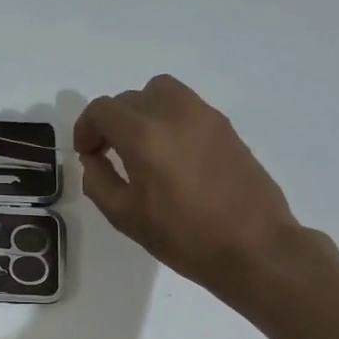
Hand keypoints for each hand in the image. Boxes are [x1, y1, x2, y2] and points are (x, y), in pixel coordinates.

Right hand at [74, 75, 307, 303]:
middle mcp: (174, 114)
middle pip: (130, 98)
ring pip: (161, 91)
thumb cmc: (182, 237)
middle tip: (108, 152)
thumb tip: (94, 158)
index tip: (87, 153)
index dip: (86, 128)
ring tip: (141, 145)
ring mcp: (204, 116)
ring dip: (142, 111)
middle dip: (111, 121)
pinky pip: (186, 106)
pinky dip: (168, 118)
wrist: (252, 246)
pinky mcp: (225, 126)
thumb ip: (98, 180)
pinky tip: (171, 155)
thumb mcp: (124, 216)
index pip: (102, 109)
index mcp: (144, 136)